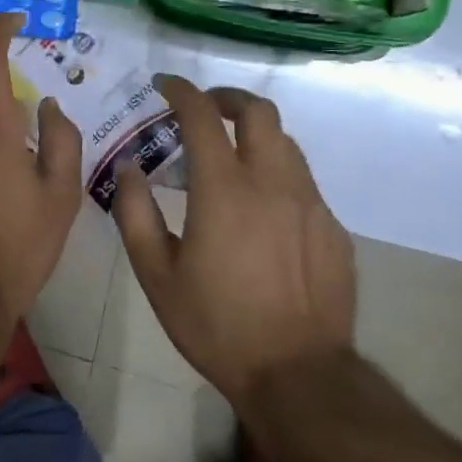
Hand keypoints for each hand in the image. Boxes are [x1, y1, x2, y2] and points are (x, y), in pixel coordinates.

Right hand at [112, 74, 355, 403]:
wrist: (299, 376)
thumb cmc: (217, 325)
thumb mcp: (156, 275)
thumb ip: (135, 213)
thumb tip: (129, 168)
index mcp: (224, 190)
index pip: (202, 116)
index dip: (181, 91)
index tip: (164, 85)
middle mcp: (272, 183)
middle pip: (259, 111)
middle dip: (227, 98)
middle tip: (204, 109)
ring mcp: (310, 204)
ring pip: (285, 143)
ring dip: (254, 135)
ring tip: (231, 157)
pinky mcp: (332, 229)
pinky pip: (303, 183)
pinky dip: (277, 175)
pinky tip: (262, 210)